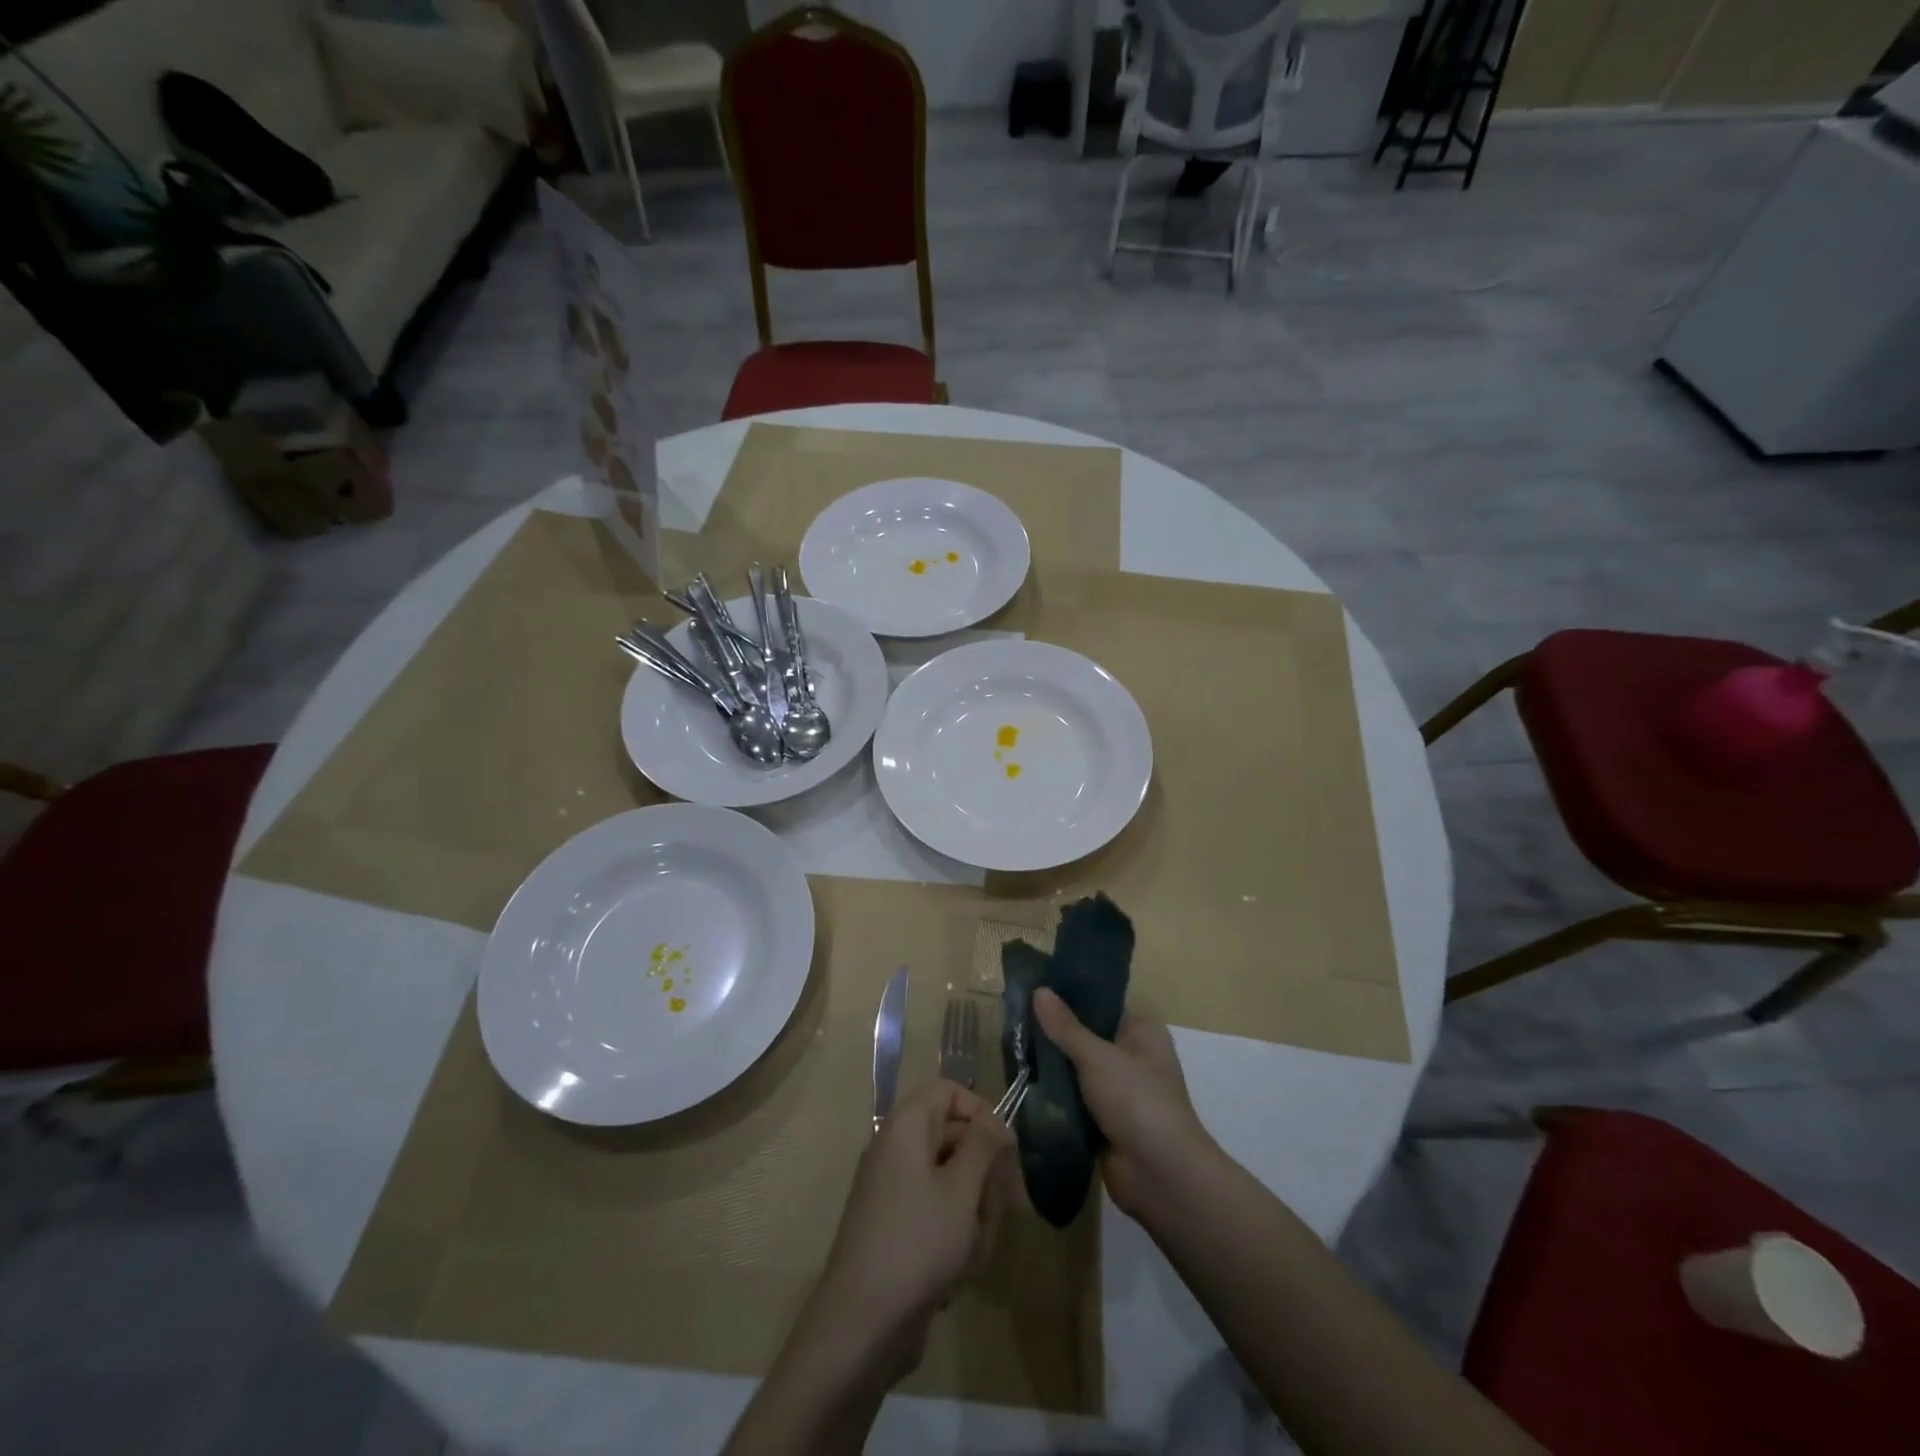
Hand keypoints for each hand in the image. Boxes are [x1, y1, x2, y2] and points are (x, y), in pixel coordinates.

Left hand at [811, 1079, 1016, 1367]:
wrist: (861, 1324)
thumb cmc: (917, 1243)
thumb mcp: (962, 1189)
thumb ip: (983, 1145)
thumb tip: (994, 1121)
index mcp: (905, 1127)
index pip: (948, 1091)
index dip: (980, 1111)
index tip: (1006, 1147)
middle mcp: (896, 1150)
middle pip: (954, 1138)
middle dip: (984, 1174)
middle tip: (1004, 1207)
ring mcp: (894, 1190)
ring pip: (952, 1183)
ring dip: (974, 1214)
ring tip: (974, 1250)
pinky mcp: (896, 1229)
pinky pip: (937, 1216)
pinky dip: (955, 1238)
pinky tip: (959, 1273)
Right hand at [1032, 988, 1214, 1223]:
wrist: (1160, 1175)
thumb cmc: (1136, 1100)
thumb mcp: (1097, 1057)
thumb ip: (1065, 1026)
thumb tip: (1039, 990)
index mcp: (1142, 1033)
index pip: (1102, 1005)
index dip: (1069, 998)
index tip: (1033, 991)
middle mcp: (1134, 1058)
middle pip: (1087, 1038)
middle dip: (1054, 1035)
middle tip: (1015, 1021)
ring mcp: (1120, 1093)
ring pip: (1078, 1072)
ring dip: (1052, 1068)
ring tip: (1013, 1049)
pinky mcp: (1107, 1123)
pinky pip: (1075, 1101)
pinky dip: (1056, 1098)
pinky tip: (1024, 1084)